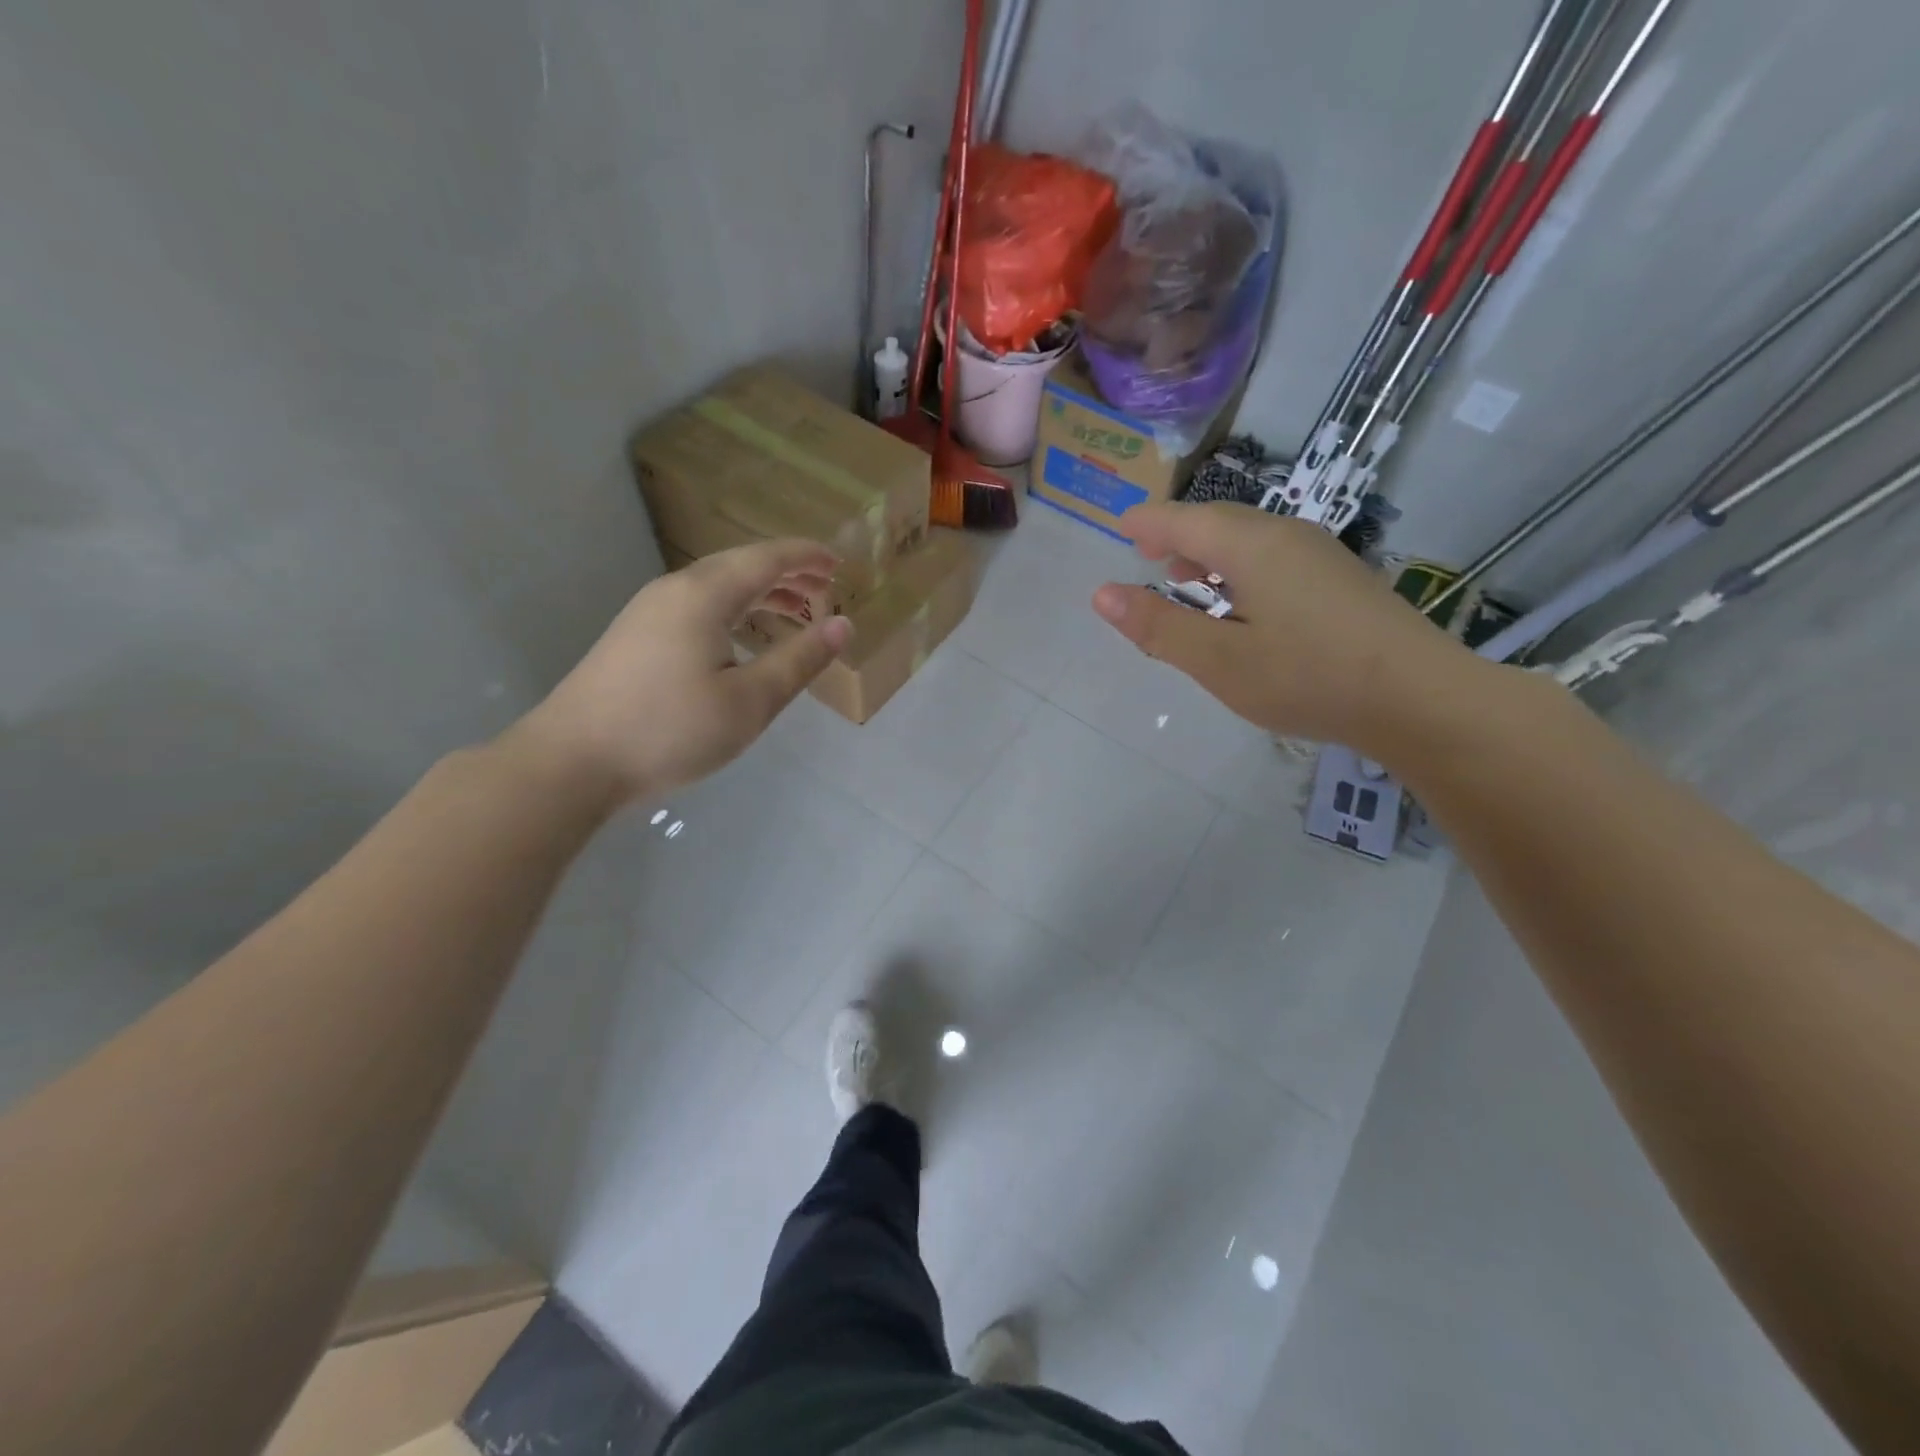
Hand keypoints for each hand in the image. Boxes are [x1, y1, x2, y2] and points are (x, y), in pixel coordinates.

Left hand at [512, 539, 851, 805]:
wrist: (572, 761)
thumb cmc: (670, 730)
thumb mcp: (750, 701)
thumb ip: (799, 660)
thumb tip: (842, 625)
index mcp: (704, 595)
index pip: (767, 558)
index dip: (807, 557)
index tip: (841, 564)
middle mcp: (675, 590)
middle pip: (740, 566)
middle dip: (787, 573)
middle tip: (825, 587)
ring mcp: (648, 612)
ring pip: (716, 587)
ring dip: (760, 593)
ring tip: (796, 611)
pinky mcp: (635, 637)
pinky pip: (697, 607)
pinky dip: (734, 611)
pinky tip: (742, 640)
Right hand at [1091, 502, 1480, 755]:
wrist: (1420, 699)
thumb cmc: (1308, 677)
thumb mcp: (1218, 661)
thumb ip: (1159, 627)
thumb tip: (1102, 594)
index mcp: (1251, 546)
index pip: (1184, 520)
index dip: (1147, 522)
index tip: (1120, 526)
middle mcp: (1287, 536)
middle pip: (1219, 521)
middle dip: (1177, 533)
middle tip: (1145, 552)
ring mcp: (1321, 555)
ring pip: (1250, 539)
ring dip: (1210, 552)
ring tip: (1185, 577)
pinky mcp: (1342, 580)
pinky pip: (1275, 557)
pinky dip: (1240, 567)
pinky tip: (1241, 600)